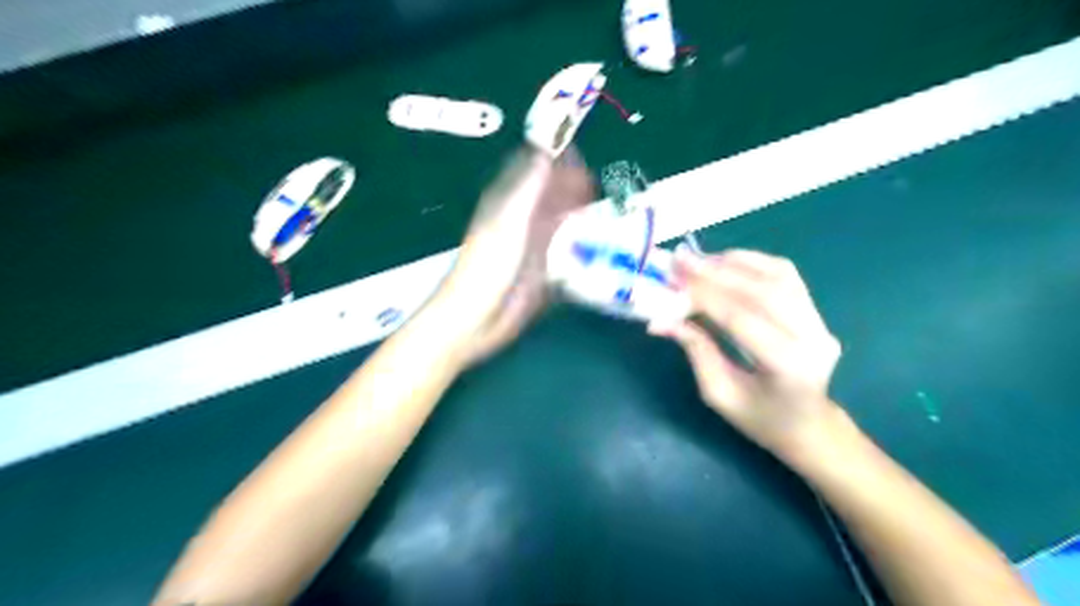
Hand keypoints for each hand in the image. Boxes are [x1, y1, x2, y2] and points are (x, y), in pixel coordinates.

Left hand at [433, 147, 594, 365]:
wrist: (478, 317)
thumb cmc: (489, 267)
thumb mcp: (509, 221)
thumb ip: (529, 188)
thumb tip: (549, 151)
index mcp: (508, 200)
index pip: (534, 167)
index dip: (556, 157)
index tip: (584, 154)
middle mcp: (521, 216)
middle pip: (550, 191)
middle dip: (574, 184)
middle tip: (602, 183)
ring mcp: (532, 242)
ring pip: (559, 216)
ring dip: (579, 210)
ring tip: (606, 207)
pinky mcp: (542, 266)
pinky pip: (564, 243)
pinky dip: (579, 236)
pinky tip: (598, 237)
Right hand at [653, 245, 847, 463]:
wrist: (809, 426)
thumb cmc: (760, 419)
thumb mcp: (719, 394)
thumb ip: (695, 350)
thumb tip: (659, 320)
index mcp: (788, 367)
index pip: (741, 319)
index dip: (705, 296)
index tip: (672, 279)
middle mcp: (812, 338)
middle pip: (761, 290)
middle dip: (715, 272)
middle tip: (679, 260)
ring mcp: (820, 321)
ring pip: (776, 275)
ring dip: (733, 263)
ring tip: (698, 260)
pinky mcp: (817, 311)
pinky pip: (785, 275)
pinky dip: (752, 263)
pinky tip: (725, 263)